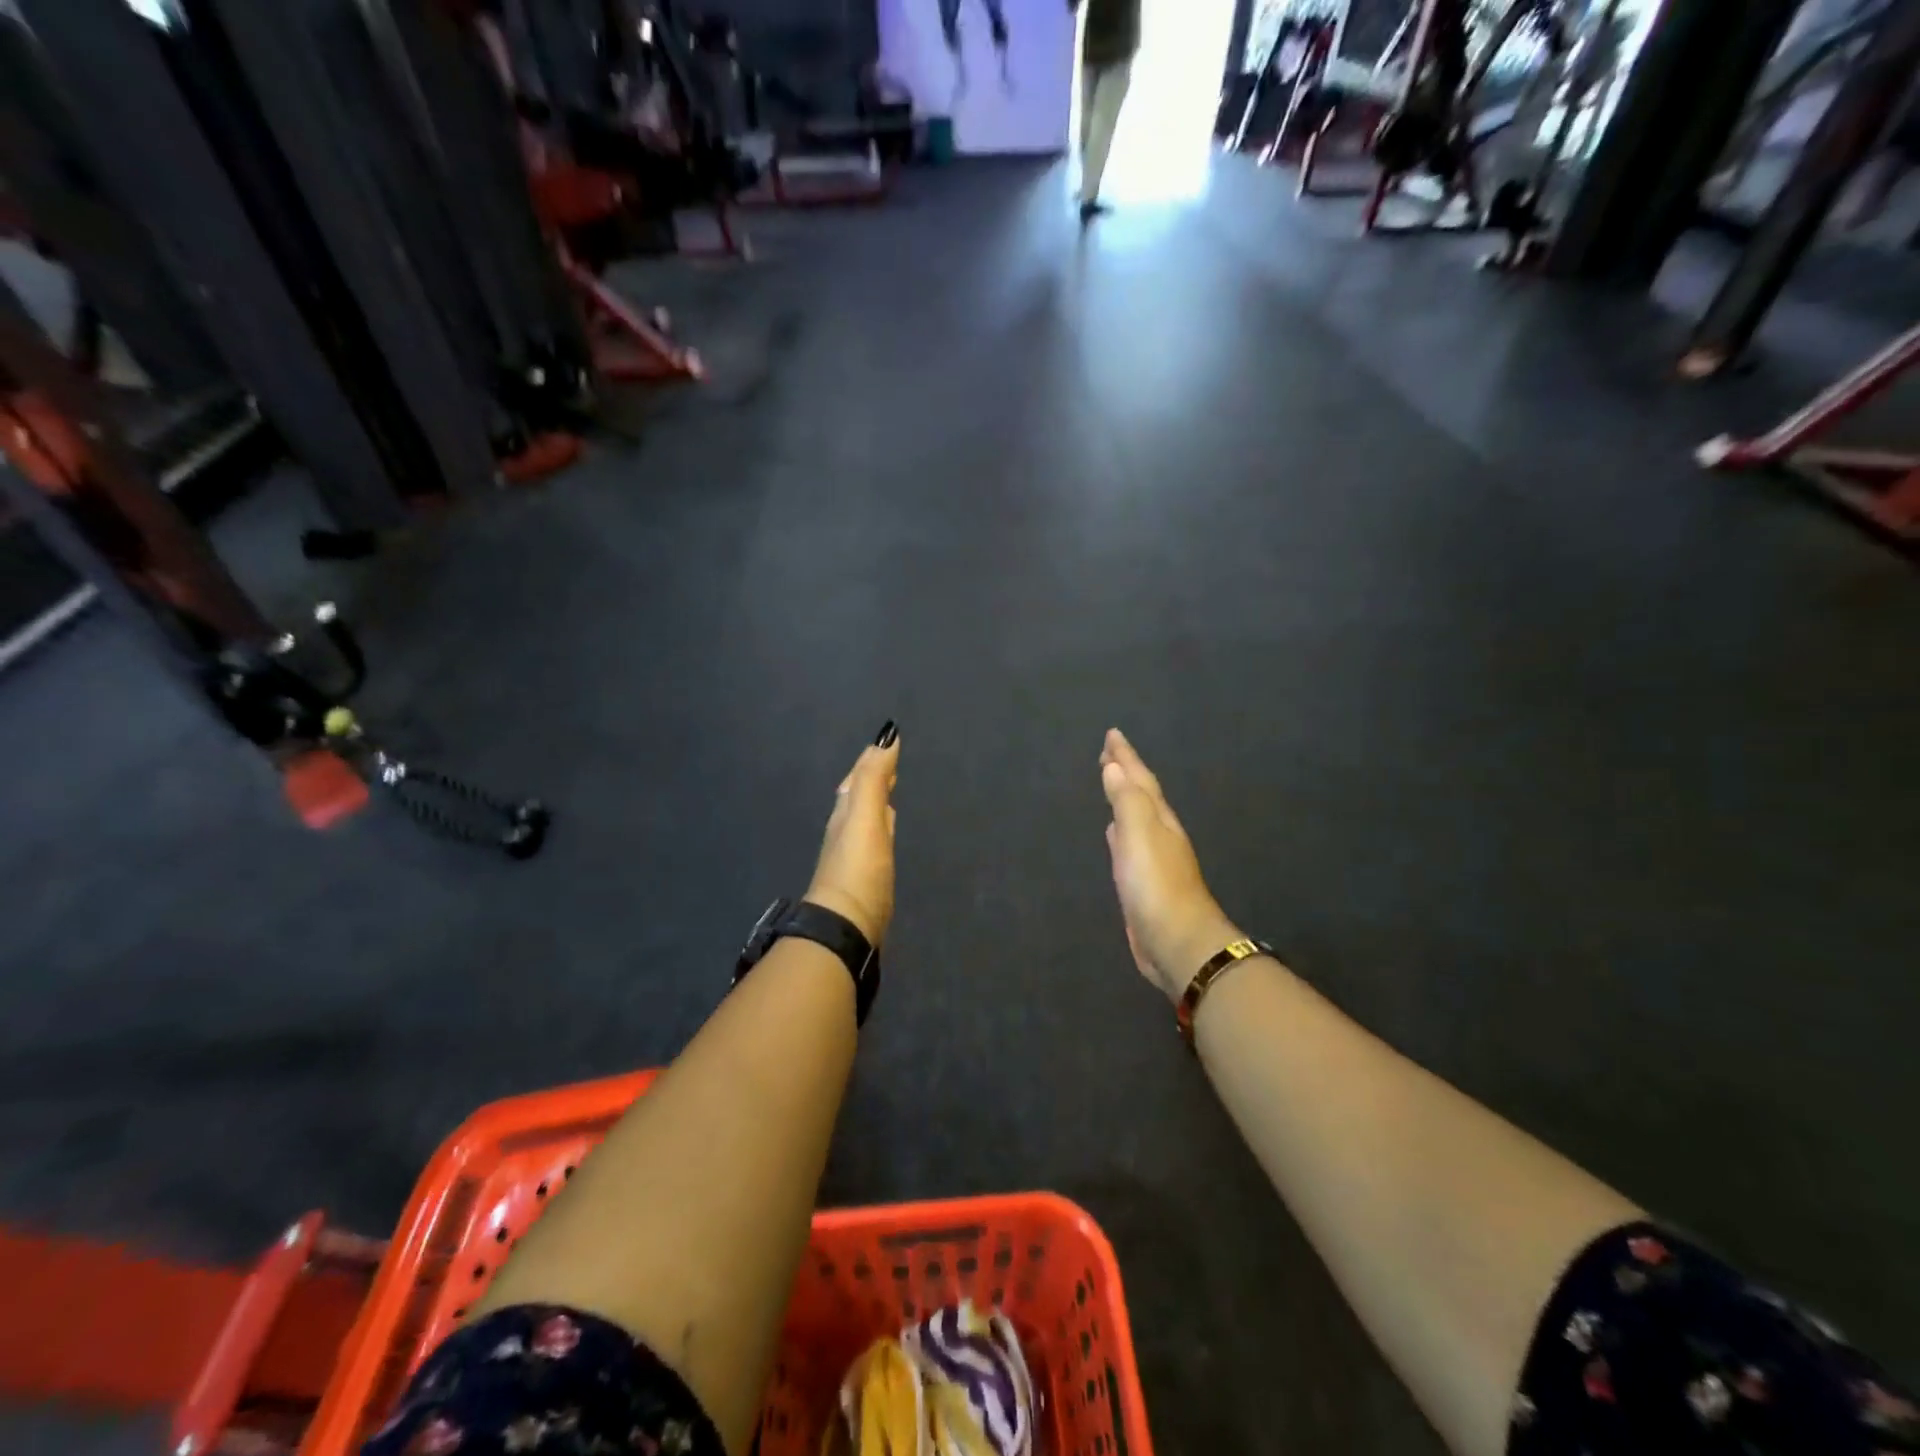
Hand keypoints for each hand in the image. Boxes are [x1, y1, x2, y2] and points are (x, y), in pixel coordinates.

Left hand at [805, 722, 900, 946]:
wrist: (846, 926)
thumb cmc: (858, 868)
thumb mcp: (866, 818)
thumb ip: (874, 779)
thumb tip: (885, 738)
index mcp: (845, 812)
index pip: (858, 778)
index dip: (871, 759)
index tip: (886, 740)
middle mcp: (845, 829)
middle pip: (858, 795)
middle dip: (872, 777)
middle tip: (888, 761)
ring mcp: (855, 854)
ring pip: (865, 817)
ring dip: (876, 800)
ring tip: (888, 790)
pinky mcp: (866, 876)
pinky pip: (874, 839)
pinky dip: (881, 826)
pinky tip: (886, 832)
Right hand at [1100, 728, 1241, 1001]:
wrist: (1176, 941)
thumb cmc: (1155, 884)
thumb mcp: (1139, 834)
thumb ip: (1126, 800)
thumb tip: (1115, 767)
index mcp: (1159, 819)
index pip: (1140, 779)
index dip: (1126, 757)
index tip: (1112, 735)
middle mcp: (1159, 834)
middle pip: (1141, 795)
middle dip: (1126, 773)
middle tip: (1109, 754)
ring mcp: (1153, 859)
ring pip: (1136, 818)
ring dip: (1123, 800)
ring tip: (1112, 784)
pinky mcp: (1143, 883)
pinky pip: (1128, 845)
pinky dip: (1120, 832)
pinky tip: (1114, 834)